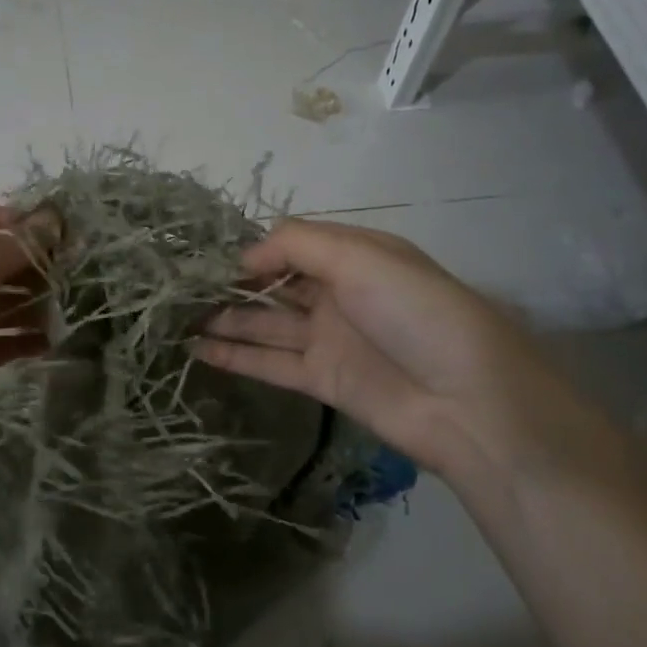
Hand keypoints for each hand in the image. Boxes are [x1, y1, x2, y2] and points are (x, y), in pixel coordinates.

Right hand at [195, 218, 623, 492]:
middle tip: (179, 289)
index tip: (205, 257)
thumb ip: (297, 246)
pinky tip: (198, 351)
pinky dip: (236, 356)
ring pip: (266, 324)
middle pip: (275, 284)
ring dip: (225, 320)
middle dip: (231, 284)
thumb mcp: (362, 258)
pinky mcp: (322, 380)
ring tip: (176, 319)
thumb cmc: (417, 313)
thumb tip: (244, 258)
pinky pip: (271, 363)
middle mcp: (339, 293)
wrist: (469, 402)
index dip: (250, 248)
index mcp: (355, 256)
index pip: (291, 244)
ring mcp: (329, 338)